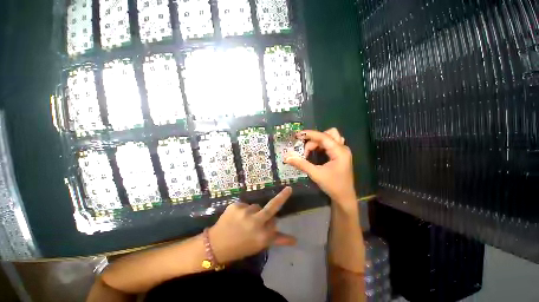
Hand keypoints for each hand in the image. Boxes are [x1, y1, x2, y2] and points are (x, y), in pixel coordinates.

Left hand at [208, 187, 296, 263]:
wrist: (216, 245)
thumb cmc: (240, 248)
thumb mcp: (259, 246)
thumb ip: (277, 240)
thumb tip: (295, 240)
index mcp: (263, 236)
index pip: (275, 224)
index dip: (272, 226)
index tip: (273, 224)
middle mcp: (256, 222)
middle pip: (272, 207)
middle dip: (282, 197)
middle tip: (288, 190)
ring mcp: (245, 212)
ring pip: (257, 207)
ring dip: (254, 212)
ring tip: (245, 221)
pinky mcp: (235, 206)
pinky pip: (245, 206)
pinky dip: (243, 211)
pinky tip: (237, 218)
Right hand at [284, 128, 356, 207]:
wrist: (344, 197)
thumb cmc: (333, 186)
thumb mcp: (316, 175)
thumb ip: (302, 164)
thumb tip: (287, 157)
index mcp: (339, 151)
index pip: (323, 137)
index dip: (310, 134)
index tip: (297, 135)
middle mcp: (343, 148)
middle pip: (328, 134)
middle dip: (315, 139)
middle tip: (305, 150)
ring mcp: (343, 151)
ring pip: (331, 137)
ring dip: (319, 142)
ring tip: (310, 151)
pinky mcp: (342, 155)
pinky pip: (332, 144)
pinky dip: (323, 145)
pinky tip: (317, 153)